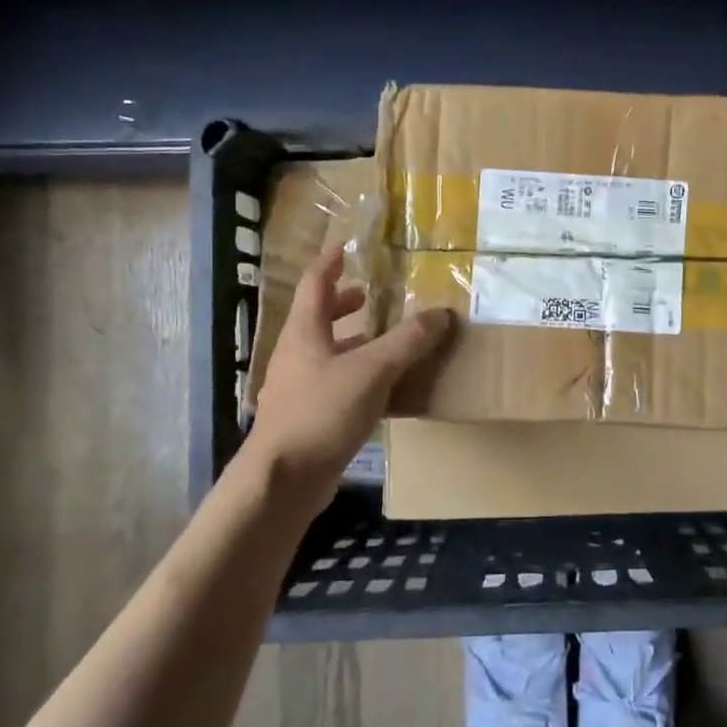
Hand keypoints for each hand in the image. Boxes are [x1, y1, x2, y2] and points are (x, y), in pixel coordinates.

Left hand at [242, 244, 452, 509]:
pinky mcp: (308, 418)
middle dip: (343, 305)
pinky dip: (359, 377)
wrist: (284, 480)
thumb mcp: (372, 370)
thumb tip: (442, 314)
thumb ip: (407, 341)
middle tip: (369, 295)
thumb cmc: (322, 412)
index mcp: (304, 333)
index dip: (330, 263)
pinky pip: (336, 385)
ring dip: (354, 343)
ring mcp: (299, 388)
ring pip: (328, 353)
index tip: (345, 246)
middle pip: (318, 319)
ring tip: (384, 341)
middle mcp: (297, 355)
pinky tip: (384, 390)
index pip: (314, 284)